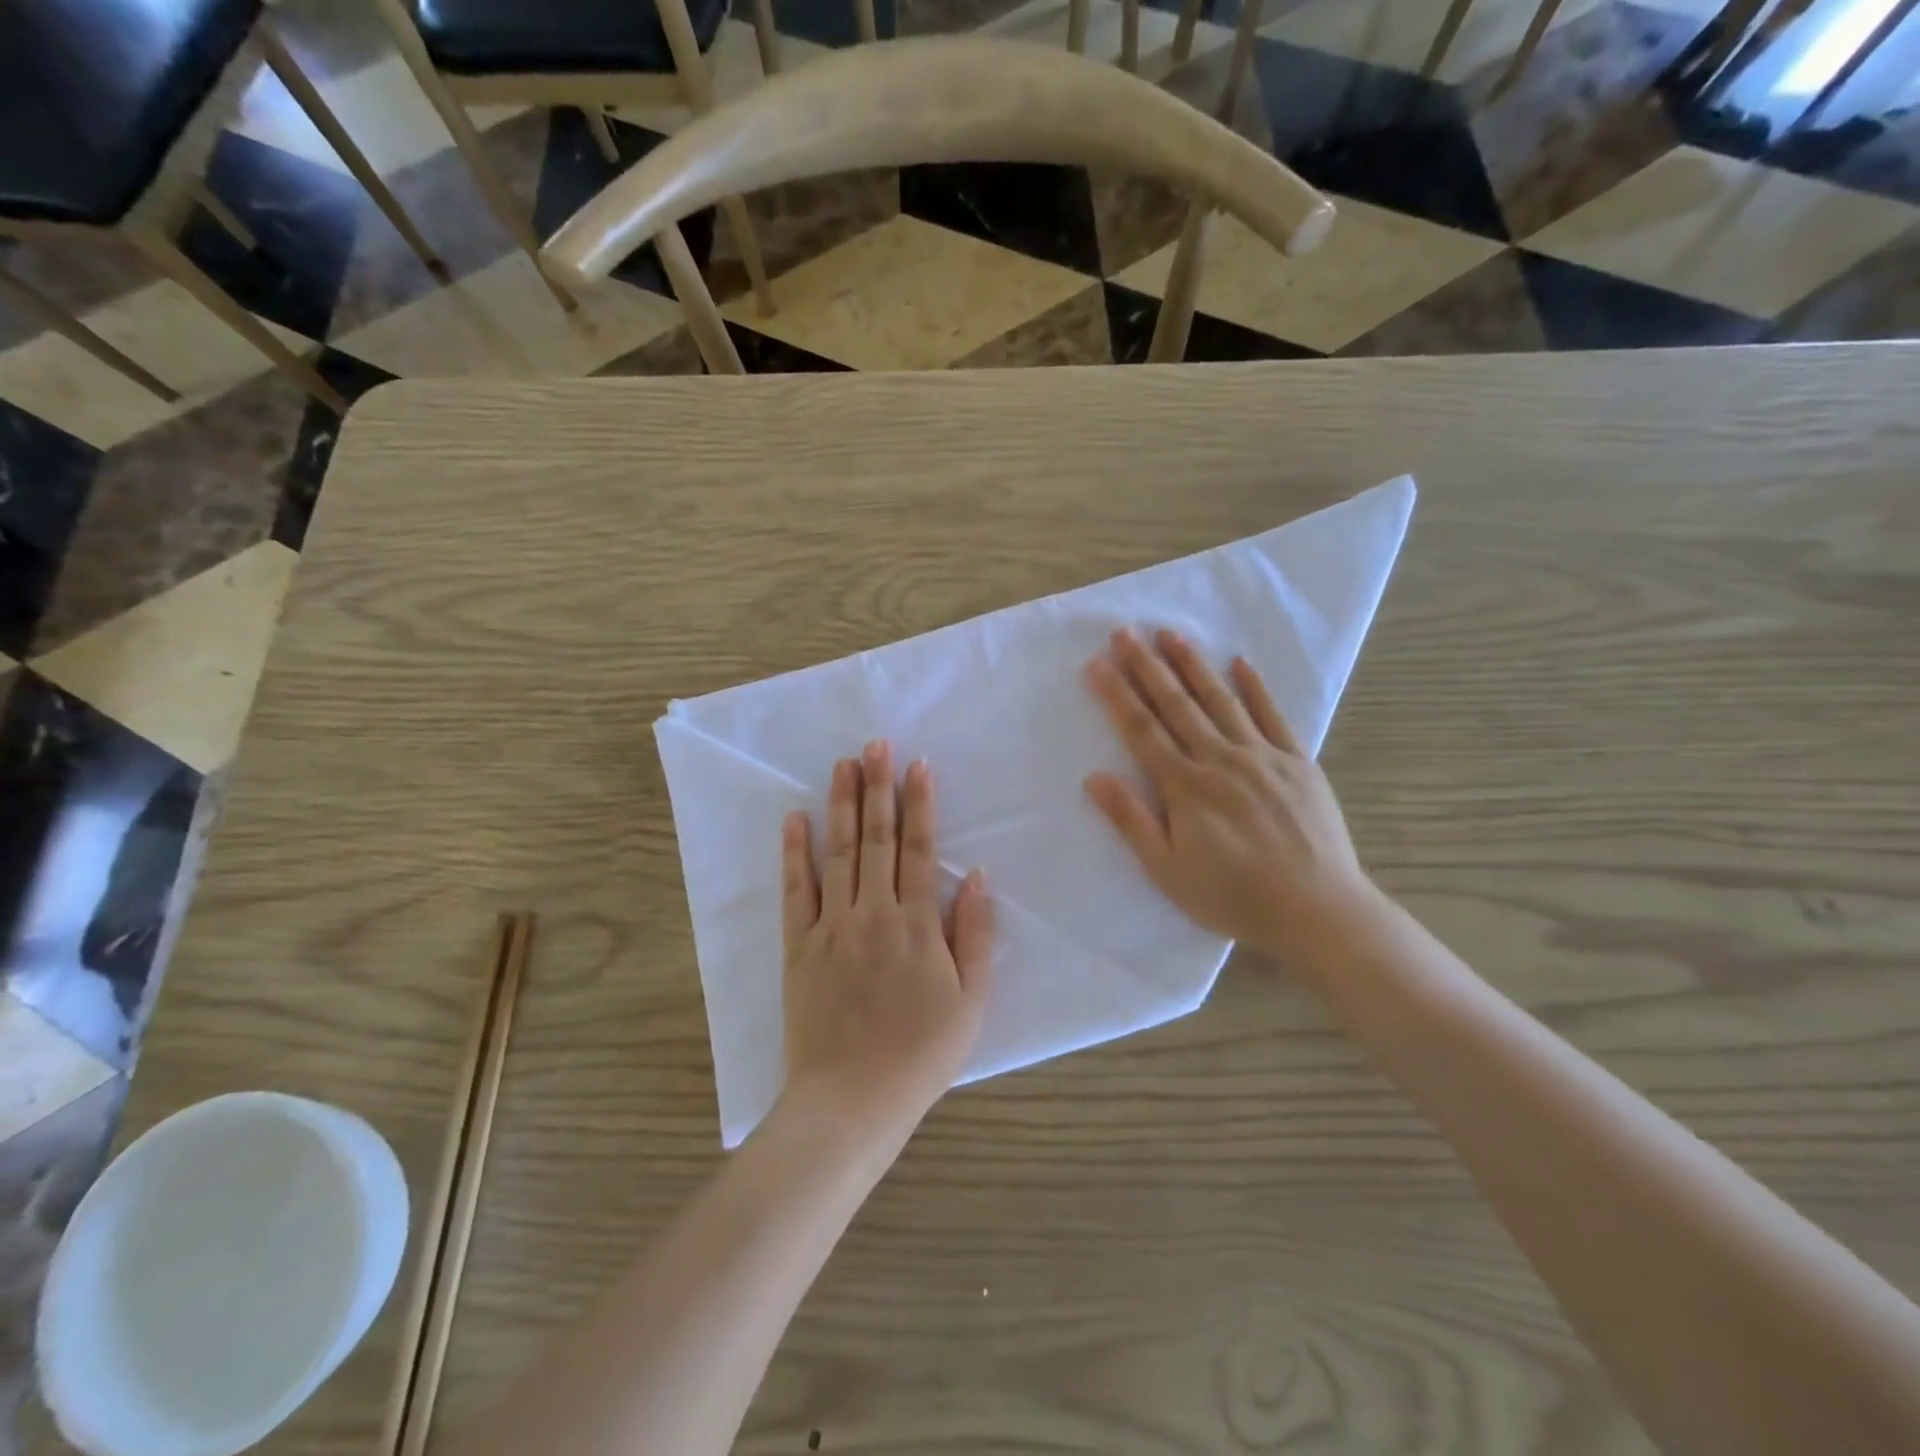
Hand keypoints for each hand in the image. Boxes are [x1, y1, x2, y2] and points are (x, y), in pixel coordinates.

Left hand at [781, 741, 993, 1142]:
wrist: (852, 1100)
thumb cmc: (921, 1053)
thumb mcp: (971, 1001)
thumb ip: (975, 934)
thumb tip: (976, 875)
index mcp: (917, 924)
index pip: (918, 849)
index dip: (919, 804)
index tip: (917, 765)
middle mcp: (873, 912)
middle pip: (876, 838)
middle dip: (878, 787)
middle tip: (875, 744)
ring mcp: (831, 926)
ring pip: (837, 853)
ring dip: (840, 805)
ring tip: (843, 764)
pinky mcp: (798, 946)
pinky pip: (795, 891)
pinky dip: (794, 852)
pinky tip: (794, 819)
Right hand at [1082, 629, 1381, 975]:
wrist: (1316, 910)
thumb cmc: (1232, 896)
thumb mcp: (1167, 869)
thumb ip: (1131, 820)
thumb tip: (1094, 777)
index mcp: (1185, 786)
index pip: (1141, 730)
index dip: (1117, 695)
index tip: (1097, 663)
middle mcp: (1220, 759)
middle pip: (1176, 705)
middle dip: (1147, 666)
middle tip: (1125, 632)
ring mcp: (1262, 756)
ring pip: (1220, 700)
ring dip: (1193, 665)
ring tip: (1171, 633)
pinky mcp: (1298, 763)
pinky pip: (1273, 716)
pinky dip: (1255, 687)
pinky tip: (1240, 663)